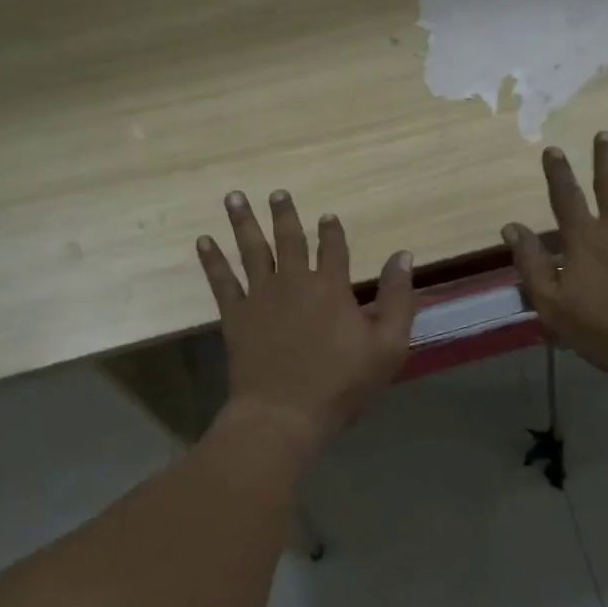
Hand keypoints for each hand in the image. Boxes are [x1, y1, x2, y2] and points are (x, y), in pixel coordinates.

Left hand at [196, 189, 415, 447]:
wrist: (284, 414)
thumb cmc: (341, 384)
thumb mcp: (389, 345)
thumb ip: (398, 298)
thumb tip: (404, 255)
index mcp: (331, 287)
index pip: (333, 248)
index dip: (332, 231)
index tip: (328, 216)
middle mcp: (294, 281)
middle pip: (289, 239)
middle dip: (284, 214)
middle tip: (277, 192)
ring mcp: (260, 296)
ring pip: (251, 249)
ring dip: (243, 221)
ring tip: (234, 197)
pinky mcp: (235, 316)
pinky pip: (221, 280)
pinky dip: (212, 260)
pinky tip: (203, 241)